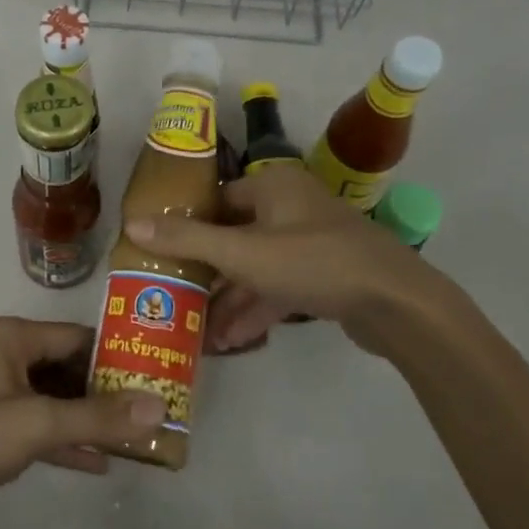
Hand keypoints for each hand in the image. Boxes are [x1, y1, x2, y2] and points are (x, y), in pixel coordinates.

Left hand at [0, 317, 165, 525]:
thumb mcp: (35, 424)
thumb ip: (97, 417)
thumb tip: (160, 406)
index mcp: (12, 337)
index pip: (78, 337)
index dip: (118, 357)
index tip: (158, 377)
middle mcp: (3, 354)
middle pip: (67, 367)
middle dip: (106, 392)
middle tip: (152, 413)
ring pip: (51, 399)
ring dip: (86, 419)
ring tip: (134, 440)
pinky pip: (33, 424)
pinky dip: (61, 439)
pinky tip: (96, 463)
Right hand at [128, 165, 461, 354]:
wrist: (397, 303)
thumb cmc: (314, 263)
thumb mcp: (243, 252)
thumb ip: (187, 240)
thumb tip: (131, 223)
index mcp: (272, 186)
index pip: (216, 201)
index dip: (187, 226)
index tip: (159, 254)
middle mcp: (290, 206)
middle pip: (234, 236)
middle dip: (206, 273)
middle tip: (173, 297)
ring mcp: (310, 242)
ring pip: (256, 267)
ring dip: (229, 299)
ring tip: (198, 332)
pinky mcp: (325, 274)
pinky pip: (279, 287)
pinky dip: (256, 309)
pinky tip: (232, 342)